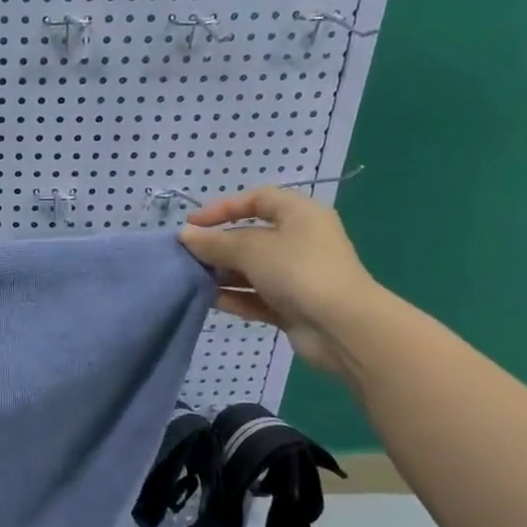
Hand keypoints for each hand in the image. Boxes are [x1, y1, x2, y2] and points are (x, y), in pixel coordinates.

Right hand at [177, 188, 380, 376]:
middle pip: (251, 236)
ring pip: (252, 269)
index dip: (224, 207)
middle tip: (186, 255)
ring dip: (222, 274)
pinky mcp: (293, 306)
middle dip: (218, 246)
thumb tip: (185, 236)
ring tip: (191, 279)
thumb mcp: (251, 249)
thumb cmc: (298, 271)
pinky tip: (209, 301)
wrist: (341, 327)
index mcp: (300, 215)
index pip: (258, 199)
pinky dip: (235, 297)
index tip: (193, 223)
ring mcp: (297, 276)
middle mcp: (301, 241)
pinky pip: (257, 297)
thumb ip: (214, 242)